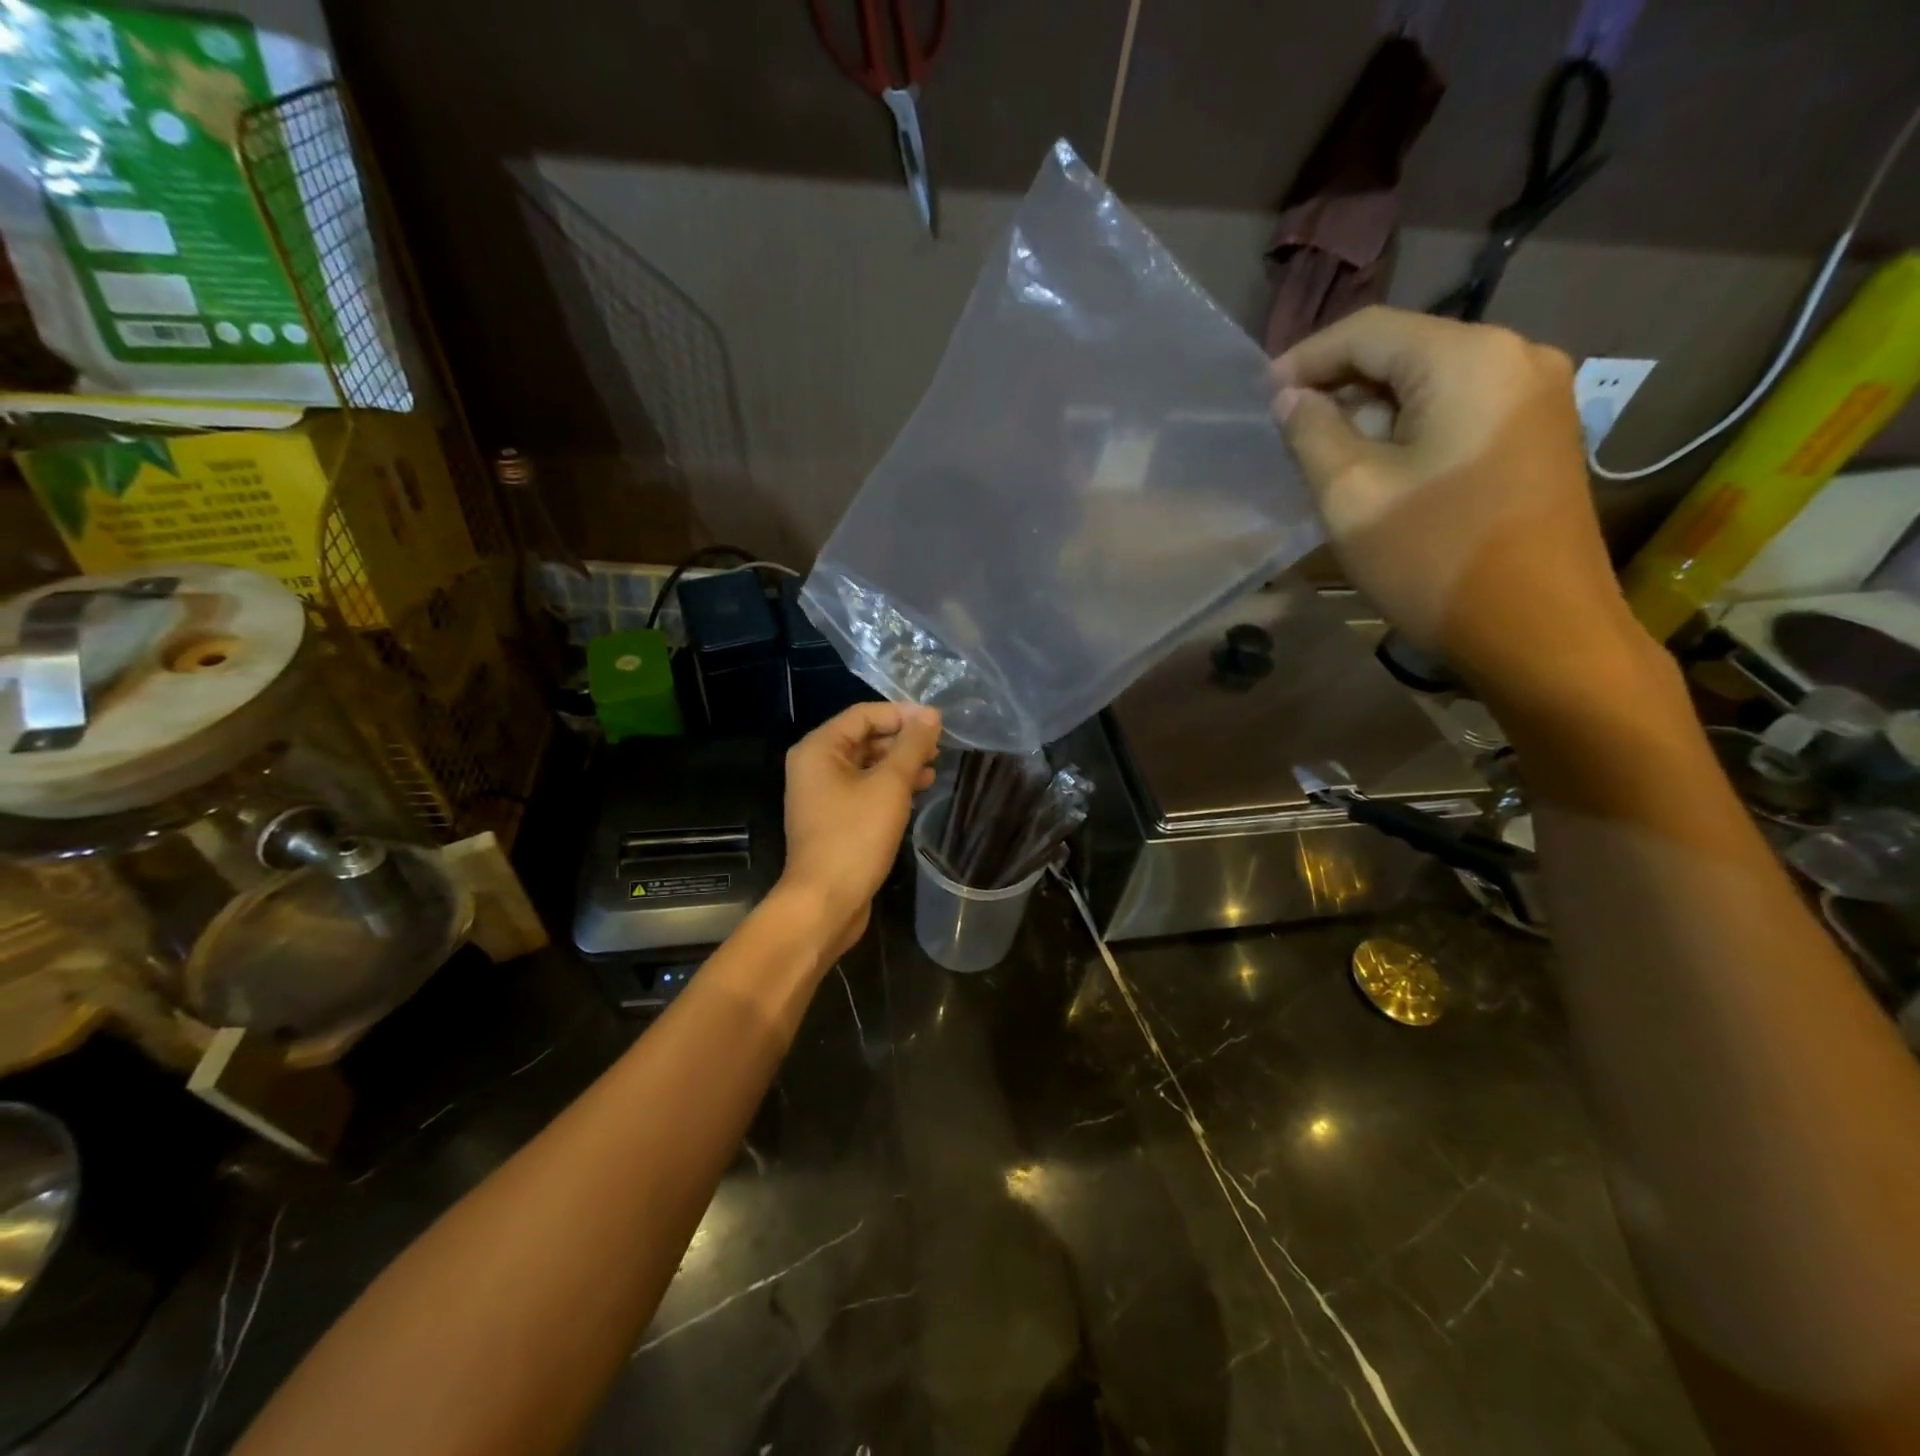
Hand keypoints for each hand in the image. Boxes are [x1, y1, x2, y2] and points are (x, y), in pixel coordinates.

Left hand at [778, 702, 942, 958]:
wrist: (825, 901)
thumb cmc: (855, 836)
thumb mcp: (890, 785)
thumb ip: (912, 746)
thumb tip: (931, 714)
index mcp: (819, 749)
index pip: (863, 714)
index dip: (901, 714)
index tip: (937, 723)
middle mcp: (814, 766)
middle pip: (864, 738)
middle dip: (902, 740)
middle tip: (939, 747)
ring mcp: (822, 795)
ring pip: (866, 766)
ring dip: (900, 764)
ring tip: (935, 768)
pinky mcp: (833, 819)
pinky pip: (863, 790)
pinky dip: (889, 787)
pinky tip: (918, 792)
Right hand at [1271, 306, 1649, 700]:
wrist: (1539, 631)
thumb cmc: (1433, 558)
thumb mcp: (1351, 494)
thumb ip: (1312, 433)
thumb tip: (1290, 398)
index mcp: (1469, 358)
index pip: (1368, 331)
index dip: (1304, 359)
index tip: (1258, 397)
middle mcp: (1515, 356)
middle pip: (1403, 352)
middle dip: (1339, 387)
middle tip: (1286, 432)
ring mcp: (1536, 396)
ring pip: (1429, 385)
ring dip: (1371, 414)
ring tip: (1323, 456)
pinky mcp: (1538, 436)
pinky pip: (1457, 412)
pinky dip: (1408, 431)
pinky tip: (1377, 468)